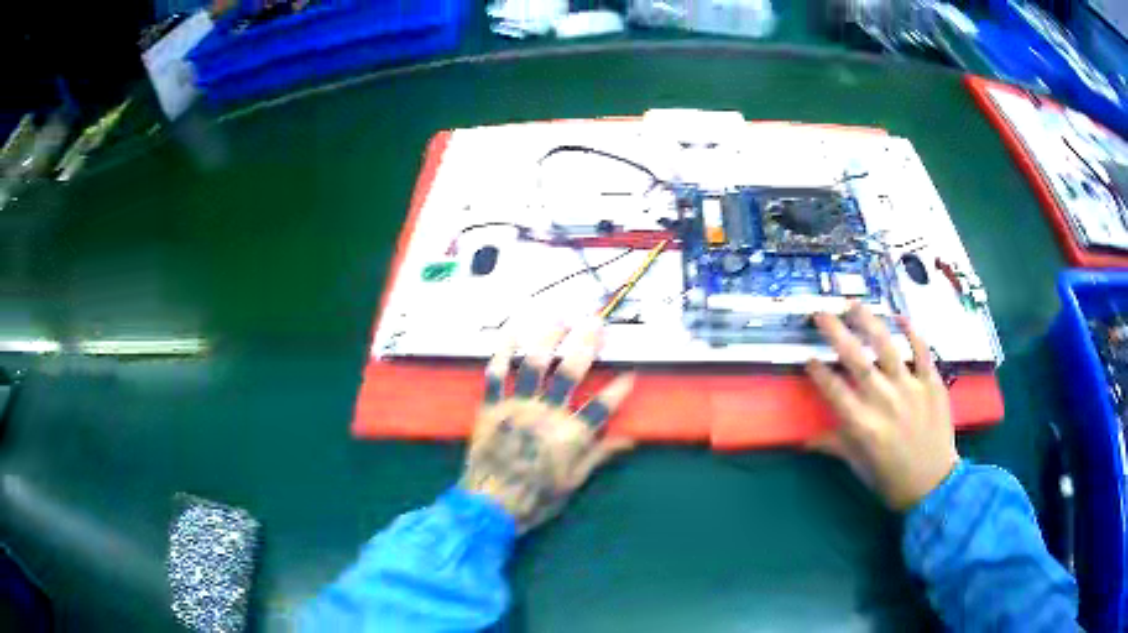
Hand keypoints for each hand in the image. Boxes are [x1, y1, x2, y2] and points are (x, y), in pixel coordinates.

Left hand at [460, 321, 634, 532]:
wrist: (489, 505)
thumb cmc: (536, 498)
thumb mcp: (574, 481)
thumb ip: (599, 455)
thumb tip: (629, 439)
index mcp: (570, 435)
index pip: (602, 406)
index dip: (619, 388)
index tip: (630, 371)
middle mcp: (546, 414)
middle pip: (569, 372)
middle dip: (585, 344)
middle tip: (596, 322)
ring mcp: (516, 407)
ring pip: (533, 364)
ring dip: (547, 338)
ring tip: (559, 317)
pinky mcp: (492, 407)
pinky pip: (495, 375)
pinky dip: (502, 351)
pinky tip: (511, 330)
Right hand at [805, 303, 958, 511]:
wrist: (934, 486)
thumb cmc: (892, 480)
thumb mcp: (859, 467)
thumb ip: (835, 445)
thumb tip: (806, 439)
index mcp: (862, 425)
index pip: (834, 389)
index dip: (818, 371)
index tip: (808, 356)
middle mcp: (884, 401)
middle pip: (856, 360)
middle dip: (835, 333)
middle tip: (821, 314)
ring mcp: (911, 389)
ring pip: (886, 347)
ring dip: (868, 322)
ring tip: (853, 304)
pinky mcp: (932, 383)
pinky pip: (922, 352)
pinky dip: (912, 333)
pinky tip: (900, 317)